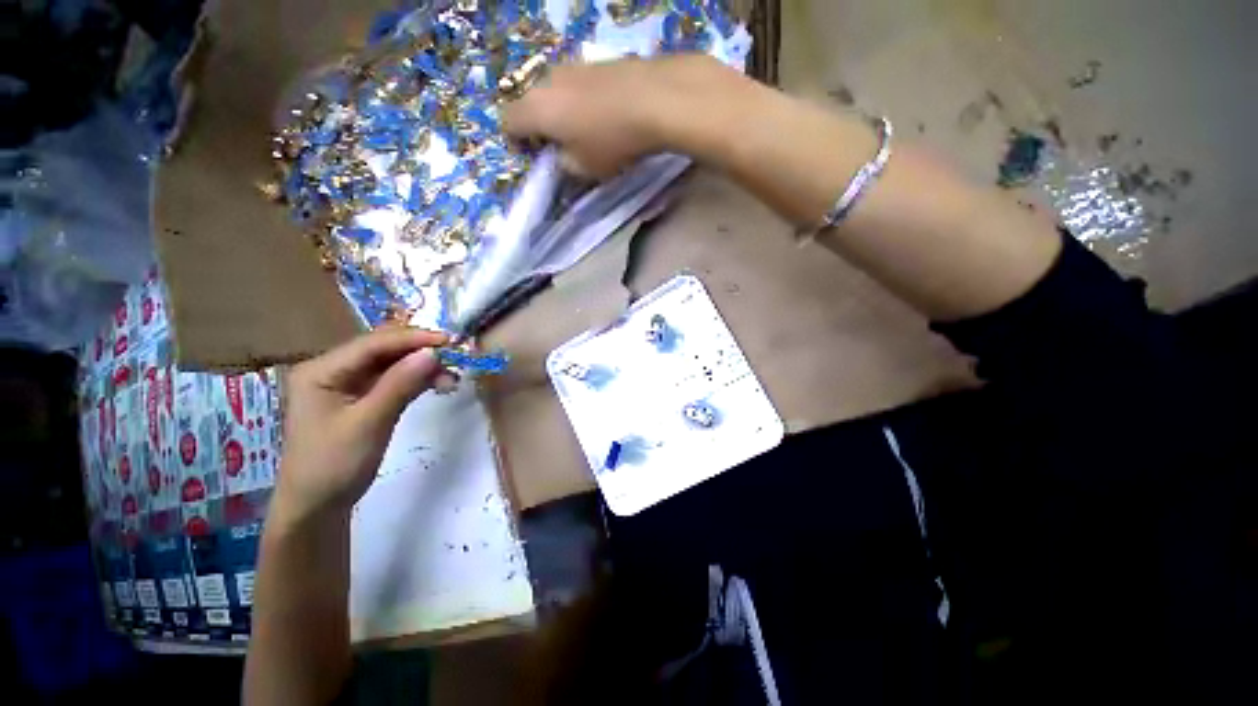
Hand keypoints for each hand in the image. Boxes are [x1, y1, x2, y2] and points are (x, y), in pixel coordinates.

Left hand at [274, 328, 448, 523]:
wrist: (317, 507)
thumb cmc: (334, 464)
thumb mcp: (369, 422)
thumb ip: (400, 384)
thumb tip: (433, 353)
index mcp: (322, 370)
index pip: (373, 344)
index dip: (413, 339)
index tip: (450, 341)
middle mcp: (334, 370)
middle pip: (384, 350)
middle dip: (421, 351)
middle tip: (457, 357)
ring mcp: (348, 384)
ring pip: (393, 365)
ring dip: (423, 367)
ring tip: (453, 377)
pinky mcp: (362, 398)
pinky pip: (394, 381)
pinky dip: (418, 380)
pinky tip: (439, 384)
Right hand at [502, 54, 736, 177]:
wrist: (655, 99)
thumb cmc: (612, 141)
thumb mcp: (585, 169)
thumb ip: (565, 166)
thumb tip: (562, 158)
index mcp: (537, 109)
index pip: (508, 122)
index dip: (515, 142)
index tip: (531, 156)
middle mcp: (548, 80)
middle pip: (532, 104)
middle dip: (540, 127)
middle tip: (559, 148)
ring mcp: (574, 66)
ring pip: (556, 92)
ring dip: (563, 112)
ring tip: (585, 132)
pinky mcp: (598, 61)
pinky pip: (579, 85)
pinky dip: (583, 101)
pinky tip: (604, 115)